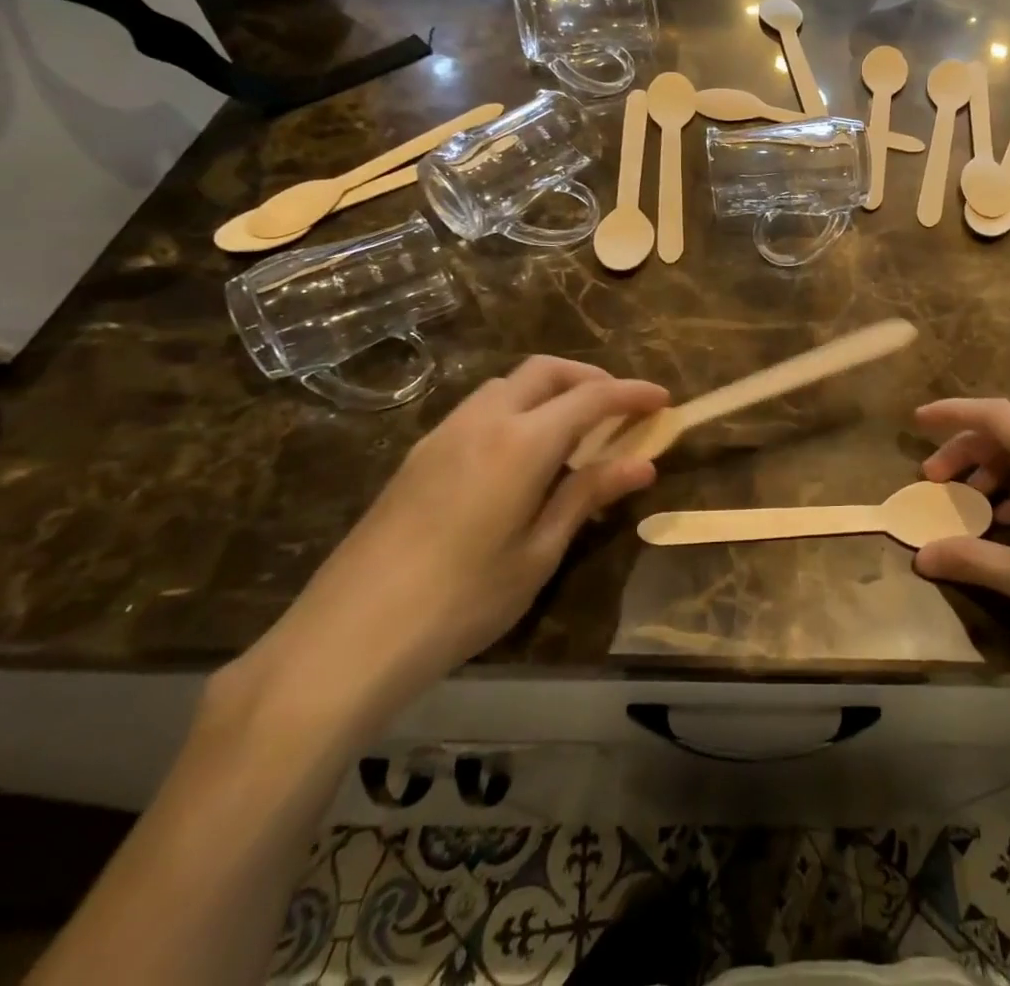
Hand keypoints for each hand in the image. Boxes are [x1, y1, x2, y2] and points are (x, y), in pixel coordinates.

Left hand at [235, 358, 667, 738]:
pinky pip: (481, 408)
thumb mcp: (538, 553)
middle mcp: (483, 421)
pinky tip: (522, 453)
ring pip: (508, 384)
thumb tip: (642, 464)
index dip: (632, 394)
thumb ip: (588, 496)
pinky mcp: (419, 454)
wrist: (346, 639)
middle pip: (546, 371)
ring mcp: (444, 433)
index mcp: (521, 442)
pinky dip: (517, 408)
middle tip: (620, 408)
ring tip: (575, 430)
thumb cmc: (461, 602)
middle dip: (590, 377)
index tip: (664, 399)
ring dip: (550, 389)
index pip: (591, 398)